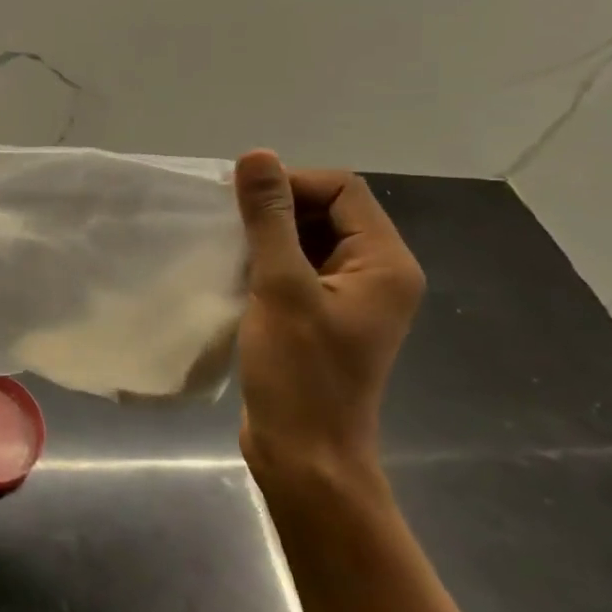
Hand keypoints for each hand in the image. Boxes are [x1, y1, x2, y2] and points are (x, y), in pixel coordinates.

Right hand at [232, 150, 424, 487]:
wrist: (304, 456)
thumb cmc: (299, 373)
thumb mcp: (281, 288)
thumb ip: (269, 219)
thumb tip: (257, 156)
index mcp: (384, 263)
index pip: (342, 189)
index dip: (292, 185)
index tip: (243, 206)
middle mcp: (376, 274)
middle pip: (328, 211)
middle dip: (277, 209)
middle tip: (229, 226)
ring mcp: (348, 298)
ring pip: (308, 240)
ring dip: (268, 236)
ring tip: (228, 248)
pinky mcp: (321, 317)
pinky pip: (297, 269)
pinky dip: (267, 262)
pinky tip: (235, 273)